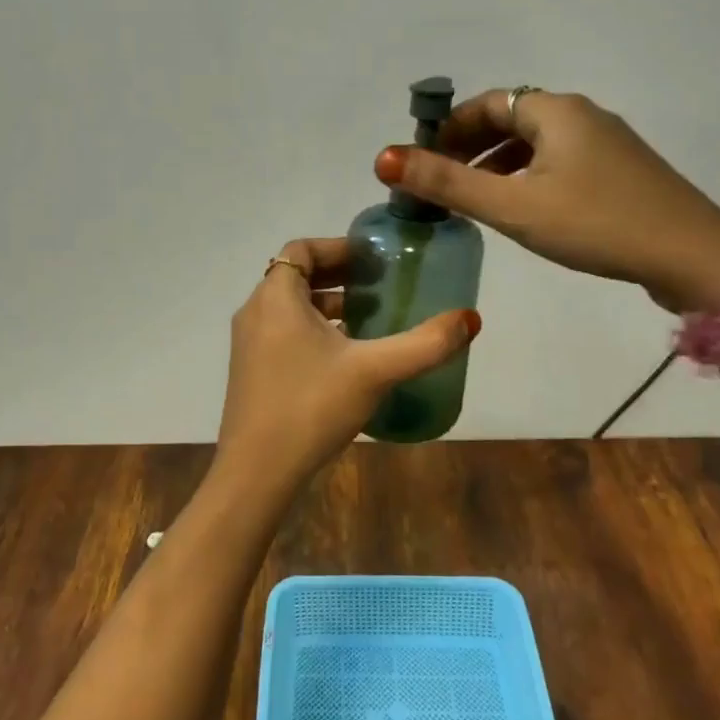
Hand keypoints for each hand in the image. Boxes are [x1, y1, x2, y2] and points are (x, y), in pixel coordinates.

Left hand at [214, 238, 479, 491]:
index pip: (301, 249)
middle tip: (381, 285)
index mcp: (276, 297)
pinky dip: (314, 331)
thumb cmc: (311, 407)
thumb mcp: (374, 371)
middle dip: (339, 276)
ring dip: (328, 306)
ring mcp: (249, 344)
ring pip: (290, 307)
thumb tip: (470, 319)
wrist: (256, 472)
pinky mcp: (252, 371)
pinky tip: (347, 358)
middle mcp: (256, 312)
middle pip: (297, 276)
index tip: (374, 260)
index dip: (338, 248)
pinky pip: (284, 333)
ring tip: (371, 318)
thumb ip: (424, 344)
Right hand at [373, 89, 719, 311]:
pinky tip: (523, 211)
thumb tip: (383, 158)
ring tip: (473, 201)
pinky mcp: (621, 172)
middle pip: (510, 120)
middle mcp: (581, 115)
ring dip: (498, 165)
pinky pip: (559, 162)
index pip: (485, 104)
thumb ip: (447, 184)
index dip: (448, 129)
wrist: (694, 257)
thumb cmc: (595, 224)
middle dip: (469, 148)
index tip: (421, 162)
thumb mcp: (512, 207)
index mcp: (554, 110)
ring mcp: (607, 144)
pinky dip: (528, 177)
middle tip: (441, 185)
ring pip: (536, 144)